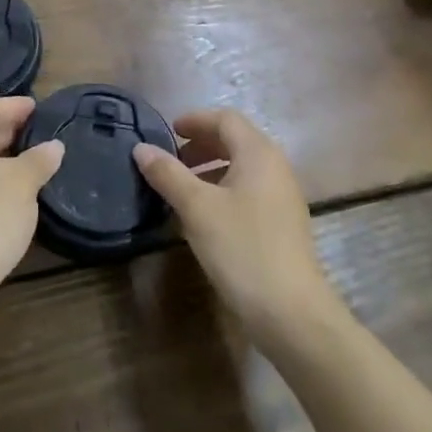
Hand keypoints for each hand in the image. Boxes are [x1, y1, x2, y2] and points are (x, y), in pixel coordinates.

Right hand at [134, 110, 345, 349]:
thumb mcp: (196, 208)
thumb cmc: (242, 247)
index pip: (226, 119)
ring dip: (211, 168)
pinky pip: (249, 191)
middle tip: (171, 160)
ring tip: (182, 188)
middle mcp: (276, 168)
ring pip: (243, 168)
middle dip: (202, 144)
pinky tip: (204, 216)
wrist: (290, 312)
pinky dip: (223, 190)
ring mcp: (283, 198)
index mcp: (259, 154)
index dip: (195, 120)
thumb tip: (141, 148)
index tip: (168, 132)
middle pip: (236, 141)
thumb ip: (167, 174)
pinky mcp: (283, 225)